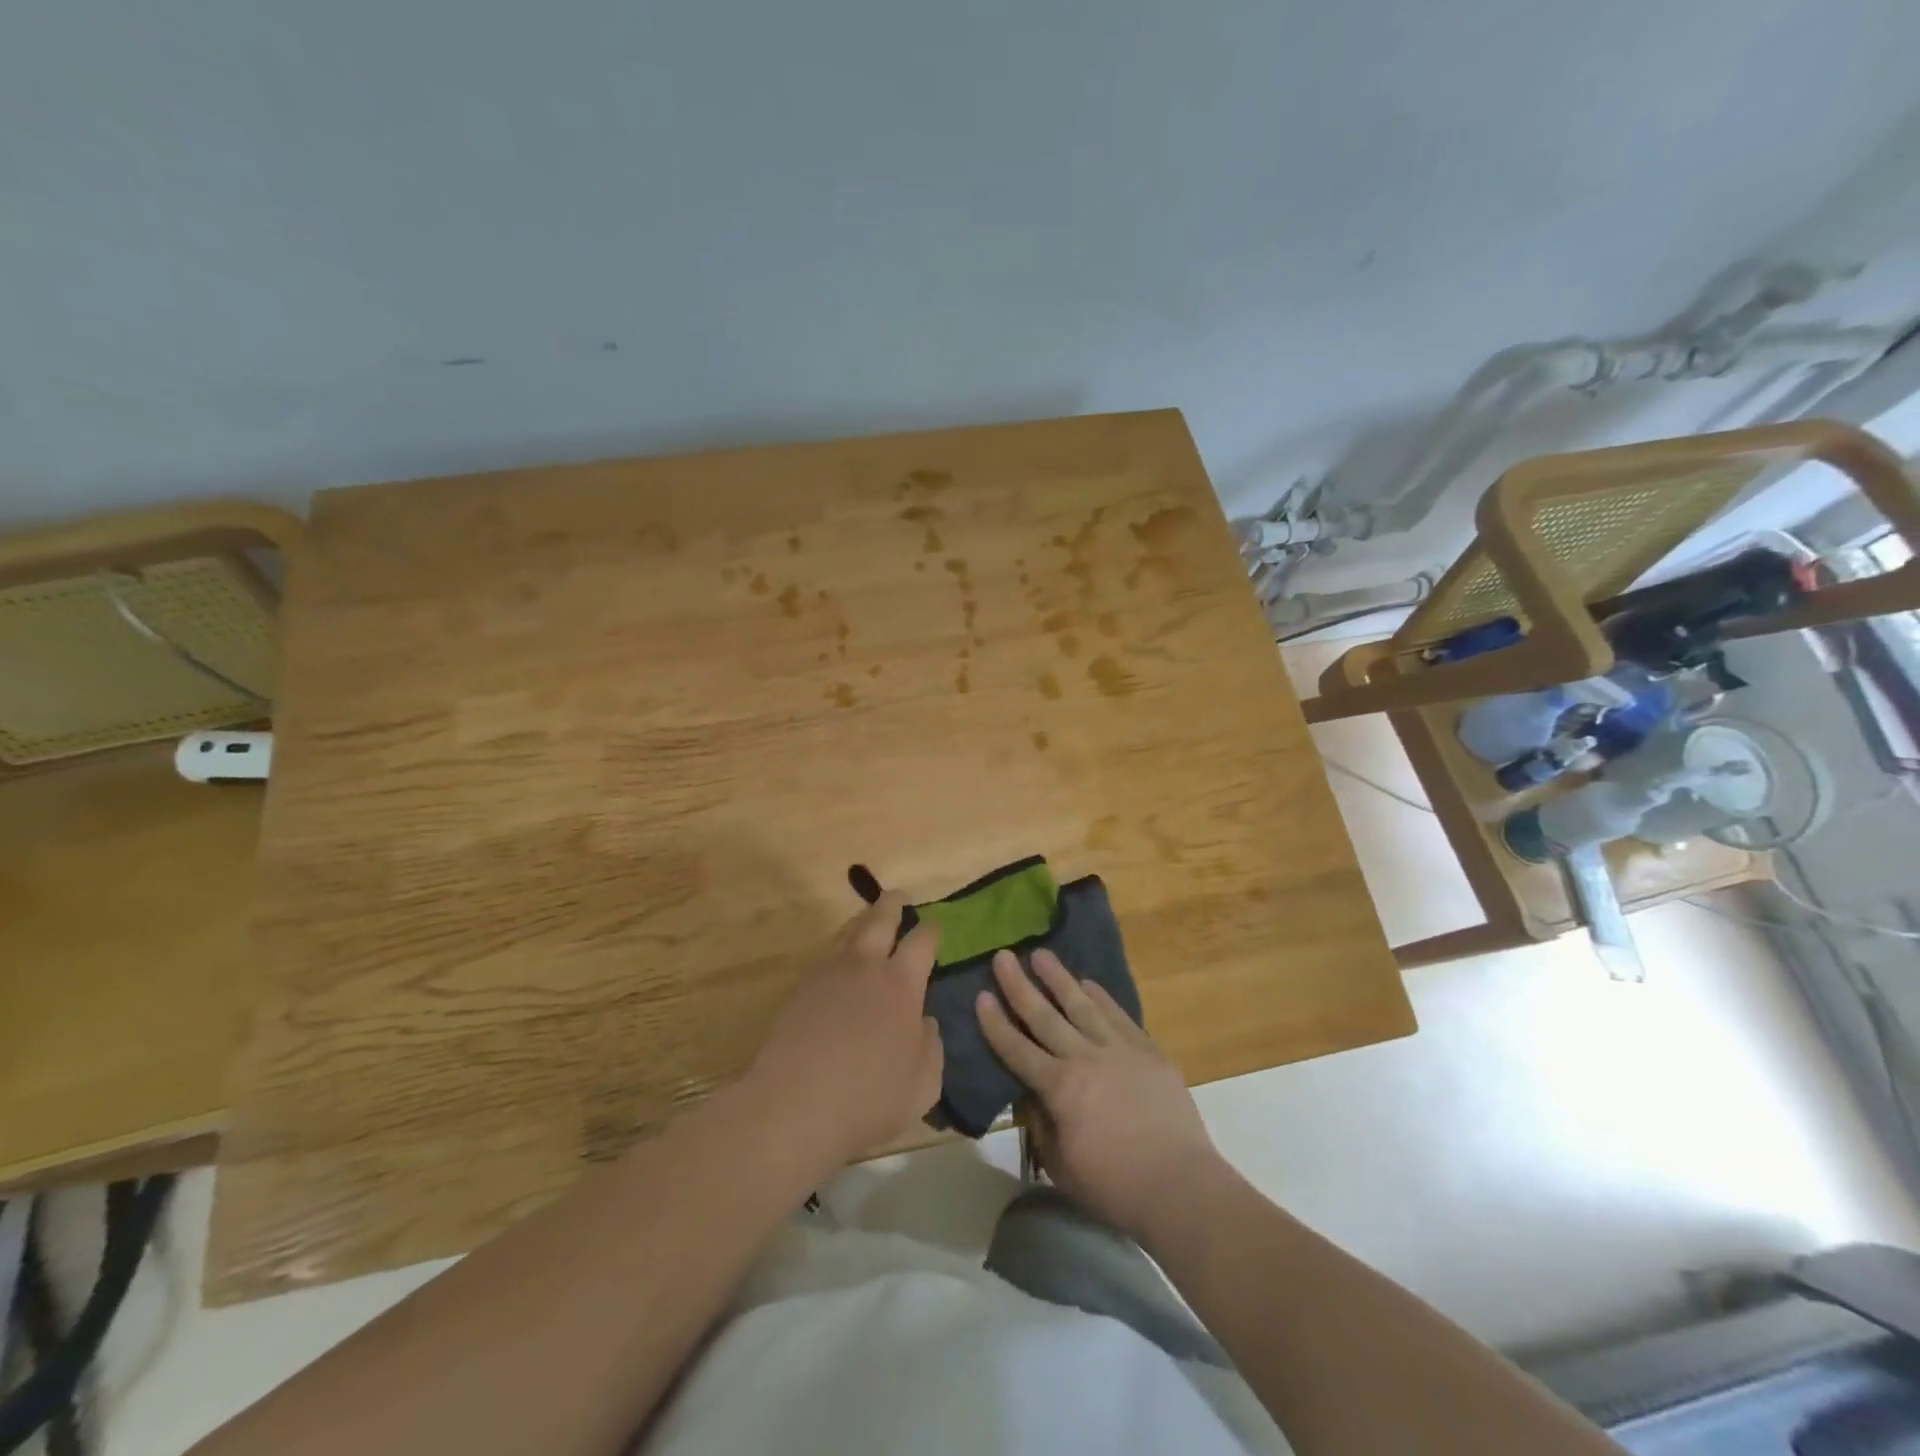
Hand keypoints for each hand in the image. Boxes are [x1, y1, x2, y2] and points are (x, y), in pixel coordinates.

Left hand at [747, 892, 943, 1165]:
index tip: (935, 926)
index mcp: (901, 983)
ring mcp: (827, 975)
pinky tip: (840, 971)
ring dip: (862, 924)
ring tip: (868, 925)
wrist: (794, 1105)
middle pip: (880, 919)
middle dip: (892, 904)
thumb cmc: (869, 1097)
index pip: (922, 941)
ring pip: (847, 934)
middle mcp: (865, 967)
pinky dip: (838, 956)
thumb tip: (925, 1023)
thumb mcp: (923, 1084)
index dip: (932, 930)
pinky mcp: (799, 991)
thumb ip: (931, 1047)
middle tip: (899, 898)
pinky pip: (825, 960)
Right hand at [977, 949, 1218, 1239]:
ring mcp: (1119, 1049)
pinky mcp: (1148, 1051)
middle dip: (1020, 986)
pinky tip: (1088, 983)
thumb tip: (1033, 1097)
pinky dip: (1101, 997)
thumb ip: (1042, 1126)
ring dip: (1059, 978)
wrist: (1181, 1186)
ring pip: (1081, 1005)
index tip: (981, 996)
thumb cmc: (1115, 1187)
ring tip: (1041, 954)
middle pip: (1044, 1016)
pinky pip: (1118, 1015)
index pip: (1017, 1049)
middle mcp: (1084, 1058)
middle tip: (1003, 957)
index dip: (996, 1023)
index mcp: (1059, 1088)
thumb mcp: (1062, 1166)